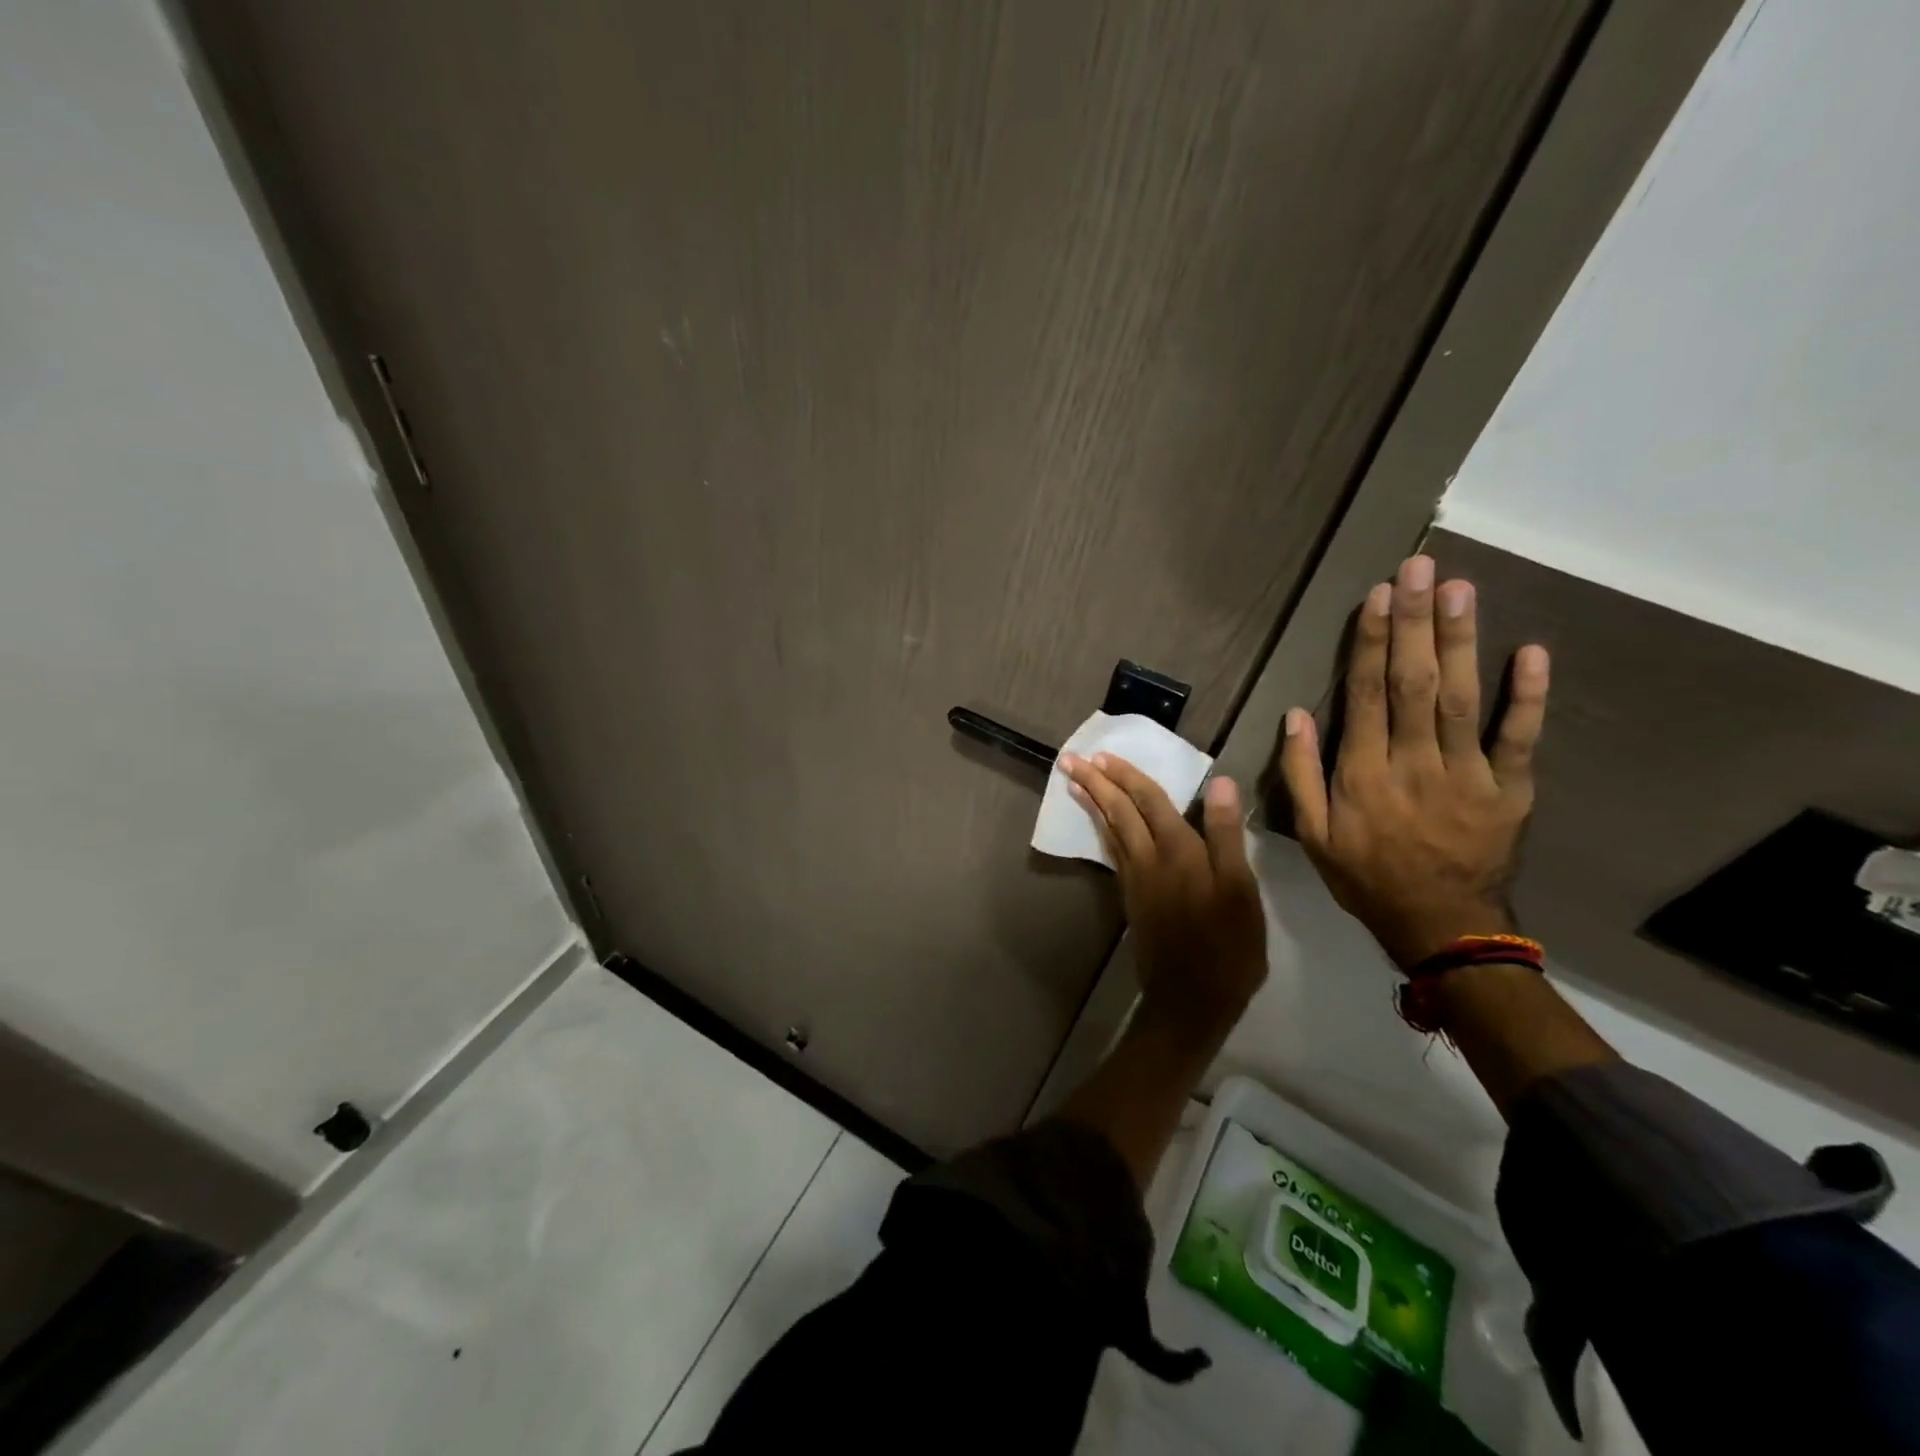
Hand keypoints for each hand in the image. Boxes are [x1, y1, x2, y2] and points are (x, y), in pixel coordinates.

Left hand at [1058, 754, 1266, 1036]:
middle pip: (1119, 811)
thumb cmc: (1228, 945)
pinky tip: (1101, 825)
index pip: (1149, 801)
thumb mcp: (1241, 890)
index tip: (1101, 754)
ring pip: (1110, 830)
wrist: (1191, 998)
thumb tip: (1220, 783)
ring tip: (1075, 782)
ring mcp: (1136, 879)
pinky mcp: (1132, 898)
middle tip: (1070, 760)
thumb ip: (1226, 835)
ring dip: (1093, 802)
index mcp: (1178, 850)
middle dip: (1096, 782)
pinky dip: (1103, 830)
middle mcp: (1149, 859)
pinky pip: (1112, 851)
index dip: (1127, 775)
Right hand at [1276, 554, 1549, 970]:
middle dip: (1414, 622)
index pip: (1365, 695)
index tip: (1377, 596)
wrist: (1440, 926)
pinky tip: (1530, 651)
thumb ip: (1300, 774)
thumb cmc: (1366, 876)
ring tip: (1459, 589)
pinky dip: (1528, 695)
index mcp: (1363, 773)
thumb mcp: (1311, 834)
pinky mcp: (1510, 789)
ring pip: (1463, 698)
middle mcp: (1413, 763)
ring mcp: (1467, 774)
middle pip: (1413, 683)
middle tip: (1419, 568)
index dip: (1370, 643)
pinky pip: (1519, 738)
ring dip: (1461, 641)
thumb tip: (1294, 715)